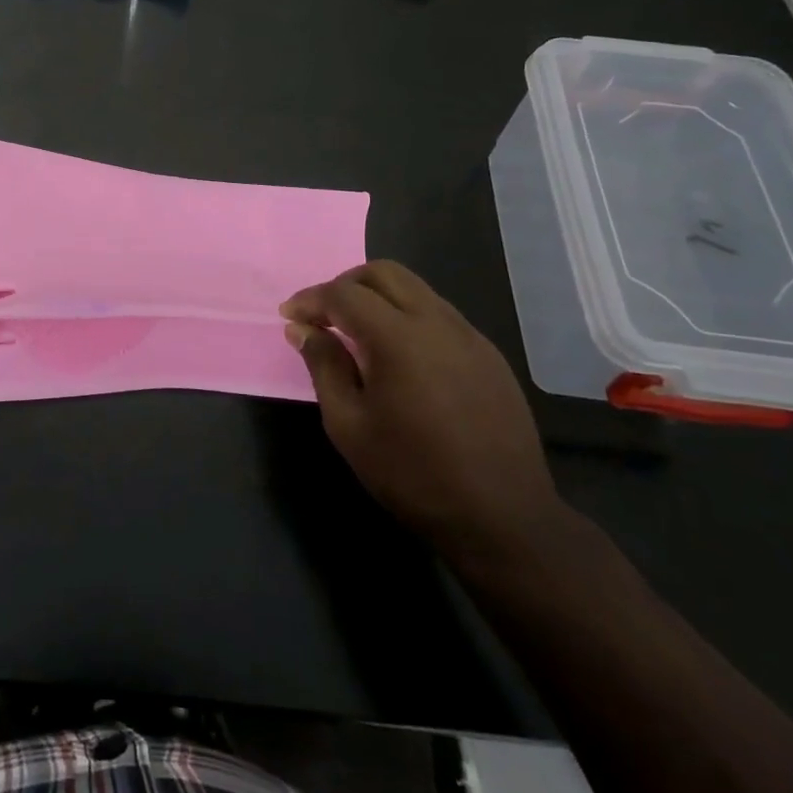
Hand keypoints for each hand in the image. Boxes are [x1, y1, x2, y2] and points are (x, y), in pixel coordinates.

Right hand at [281, 260, 560, 559]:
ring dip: (378, 298)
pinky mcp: (489, 356)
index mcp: (399, 338)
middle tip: (323, 316)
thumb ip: (324, 366)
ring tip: (356, 333)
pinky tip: (398, 357)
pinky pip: (439, 315)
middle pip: (384, 273)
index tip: (289, 317)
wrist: (503, 518)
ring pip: (415, 290)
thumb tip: (303, 329)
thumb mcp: (348, 425)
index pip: (345, 294)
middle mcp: (438, 323)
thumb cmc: (412, 473)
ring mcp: (470, 337)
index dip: (311, 300)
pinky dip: (407, 317)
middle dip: (345, 285)